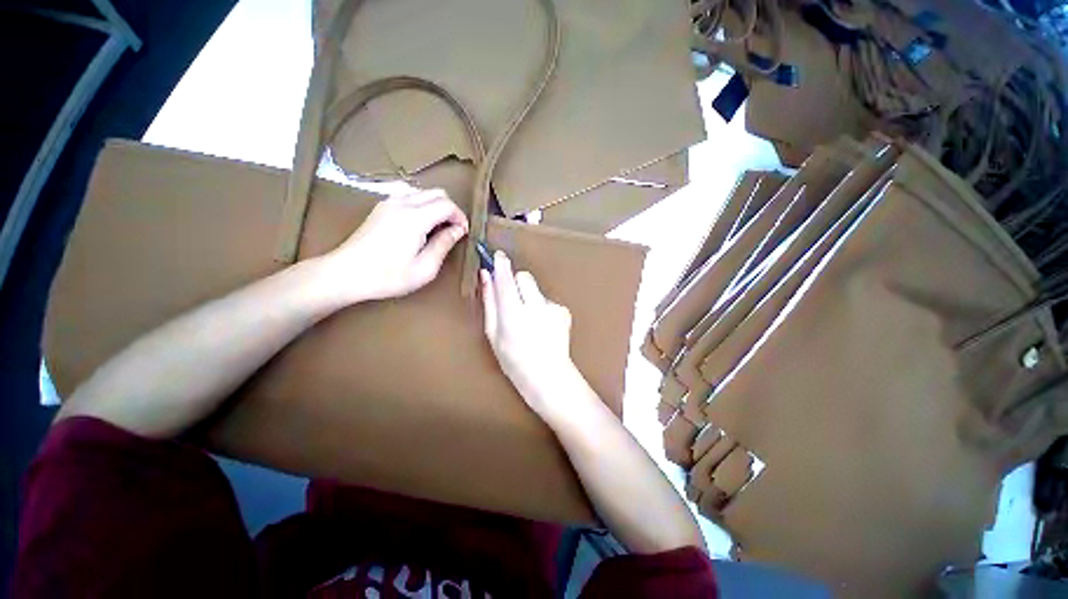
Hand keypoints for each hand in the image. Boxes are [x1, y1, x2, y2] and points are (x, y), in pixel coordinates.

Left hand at [320, 189, 468, 303]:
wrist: (346, 273)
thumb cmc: (388, 276)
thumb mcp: (424, 268)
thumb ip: (443, 245)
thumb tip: (457, 230)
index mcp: (415, 218)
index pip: (447, 205)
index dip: (460, 217)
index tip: (463, 233)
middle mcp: (402, 203)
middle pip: (437, 193)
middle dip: (450, 209)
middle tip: (453, 231)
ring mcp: (388, 203)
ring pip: (423, 192)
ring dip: (436, 206)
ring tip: (438, 229)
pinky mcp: (380, 208)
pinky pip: (409, 197)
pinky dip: (422, 205)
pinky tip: (420, 225)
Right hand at [480, 251, 578, 417]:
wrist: (548, 376)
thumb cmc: (514, 360)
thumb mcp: (493, 334)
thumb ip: (489, 302)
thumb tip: (486, 276)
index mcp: (513, 314)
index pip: (505, 279)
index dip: (500, 265)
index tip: (497, 256)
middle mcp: (534, 307)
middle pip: (524, 276)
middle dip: (516, 281)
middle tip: (512, 298)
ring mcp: (552, 308)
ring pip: (536, 289)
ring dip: (529, 297)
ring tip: (529, 320)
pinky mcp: (563, 311)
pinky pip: (547, 300)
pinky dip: (542, 308)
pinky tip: (542, 326)